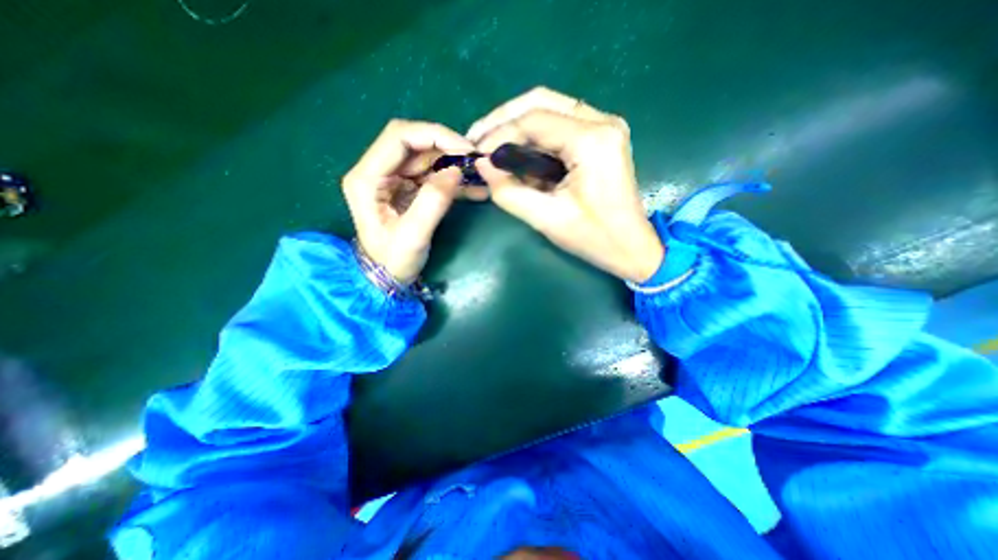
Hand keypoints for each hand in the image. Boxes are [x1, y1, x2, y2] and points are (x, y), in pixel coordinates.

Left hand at [341, 117, 471, 284]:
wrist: (387, 278)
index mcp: (367, 178)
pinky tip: (474, 189)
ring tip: (479, 177)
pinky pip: (433, 175)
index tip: (465, 149)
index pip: (399, 137)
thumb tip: (456, 170)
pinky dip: (454, 180)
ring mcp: (393, 180)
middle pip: (414, 144)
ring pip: (426, 158)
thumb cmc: (394, 261)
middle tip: (475, 162)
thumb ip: (433, 201)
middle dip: (447, 148)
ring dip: (454, 165)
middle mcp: (377, 172)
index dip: (434, 135)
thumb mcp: (414, 235)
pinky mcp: (407, 189)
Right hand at [468, 87, 660, 284]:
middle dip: (504, 119)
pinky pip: (560, 124)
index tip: (476, 155)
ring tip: (491, 145)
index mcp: (592, 141)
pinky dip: (534, 136)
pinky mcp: (601, 137)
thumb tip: (482, 166)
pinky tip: (516, 152)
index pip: (533, 121)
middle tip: (477, 140)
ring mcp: (604, 126)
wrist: (631, 247)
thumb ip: (509, 192)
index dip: (498, 134)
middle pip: (541, 101)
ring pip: (550, 108)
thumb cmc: (593, 238)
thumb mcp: (547, 219)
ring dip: (517, 124)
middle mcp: (602, 121)